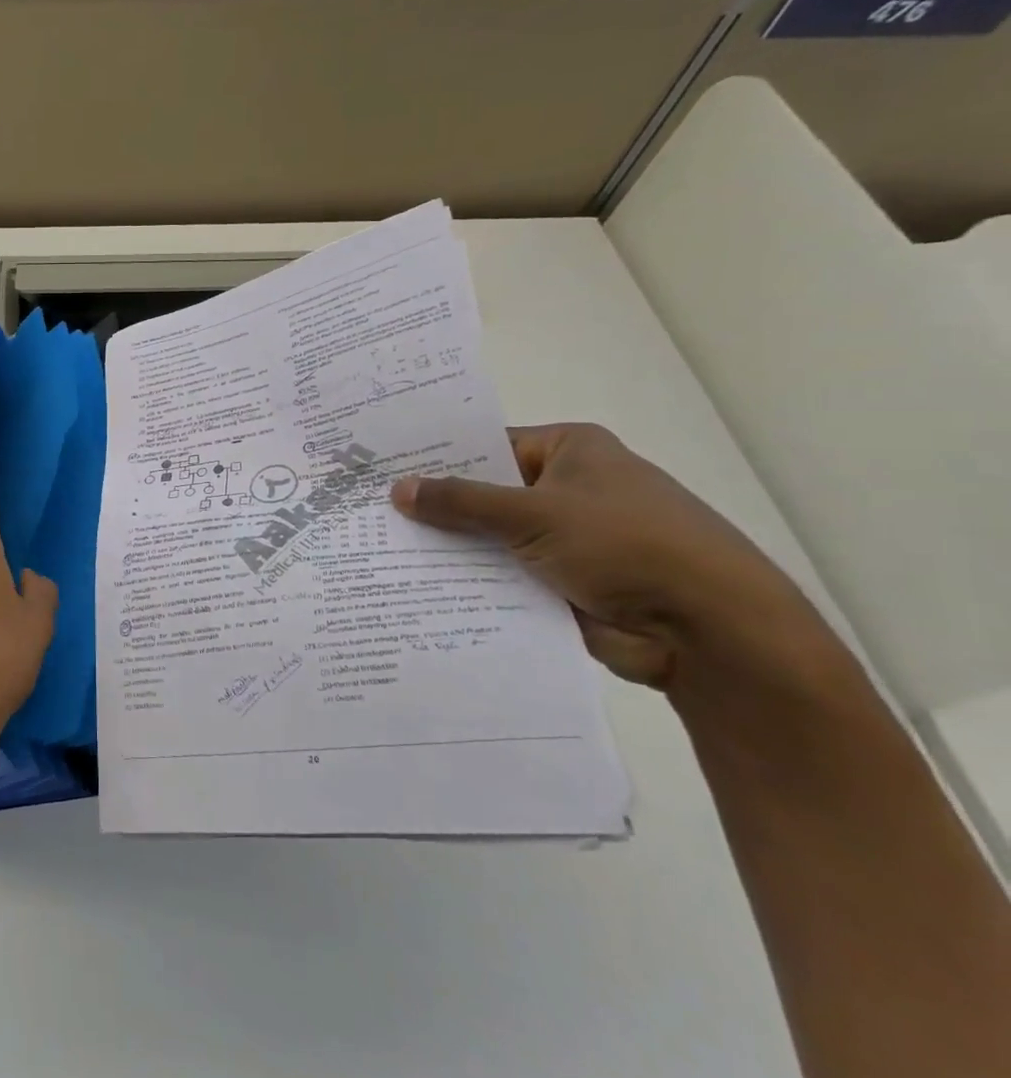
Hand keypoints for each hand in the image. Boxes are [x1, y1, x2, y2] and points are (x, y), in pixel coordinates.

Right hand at [389, 423, 830, 700]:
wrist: (709, 631)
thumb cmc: (625, 544)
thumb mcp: (534, 513)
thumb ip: (461, 502)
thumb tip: (397, 489)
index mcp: (570, 451)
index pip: (486, 446)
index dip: (436, 458)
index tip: (381, 467)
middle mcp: (567, 489)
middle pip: (485, 493)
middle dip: (436, 507)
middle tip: (368, 510)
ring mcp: (565, 539)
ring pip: (490, 539)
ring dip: (451, 548)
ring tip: (379, 549)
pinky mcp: (562, 583)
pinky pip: (504, 576)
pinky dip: (472, 582)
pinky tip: (418, 586)